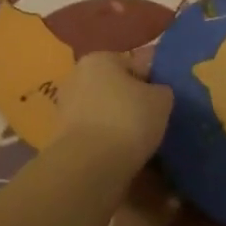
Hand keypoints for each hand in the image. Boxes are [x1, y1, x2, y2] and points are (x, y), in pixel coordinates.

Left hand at [53, 52, 172, 168]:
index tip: (163, 102)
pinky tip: (125, 157)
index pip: (133, 65)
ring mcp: (66, 109)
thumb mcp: (162, 100)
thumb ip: (161, 91)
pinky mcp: (62, 138)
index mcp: (99, 59)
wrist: (90, 166)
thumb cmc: (128, 119)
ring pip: (104, 113)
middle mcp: (77, 77)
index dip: (152, 82)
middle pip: (115, 88)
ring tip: (142, 144)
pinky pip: (95, 136)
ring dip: (119, 125)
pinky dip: (108, 144)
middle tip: (154, 122)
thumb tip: (157, 94)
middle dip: (132, 103)